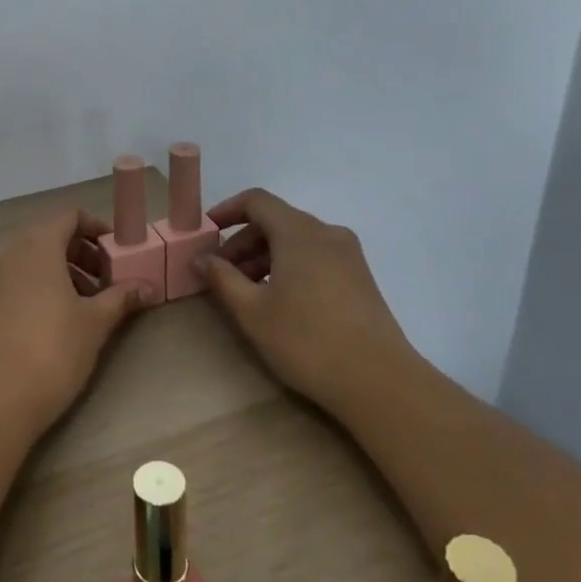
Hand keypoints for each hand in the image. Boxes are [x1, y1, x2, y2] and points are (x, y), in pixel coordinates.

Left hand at [0, 208, 148, 434]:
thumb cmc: (51, 351)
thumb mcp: (95, 323)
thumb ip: (122, 297)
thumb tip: (149, 286)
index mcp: (36, 245)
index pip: (69, 216)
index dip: (96, 229)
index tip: (116, 253)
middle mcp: (7, 252)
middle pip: (49, 237)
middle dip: (81, 254)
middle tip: (107, 283)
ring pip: (30, 260)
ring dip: (61, 272)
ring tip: (85, 306)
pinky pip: (14, 280)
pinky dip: (37, 287)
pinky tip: (55, 321)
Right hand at [199, 188, 409, 410]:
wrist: (379, 381)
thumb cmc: (306, 340)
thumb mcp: (252, 311)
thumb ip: (222, 279)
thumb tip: (201, 258)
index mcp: (299, 232)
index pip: (257, 201)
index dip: (227, 210)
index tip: (205, 232)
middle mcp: (327, 233)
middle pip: (276, 221)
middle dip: (243, 242)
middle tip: (220, 273)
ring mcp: (348, 255)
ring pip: (296, 241)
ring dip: (264, 257)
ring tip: (245, 292)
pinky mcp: (359, 278)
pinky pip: (315, 257)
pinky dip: (289, 267)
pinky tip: (278, 301)